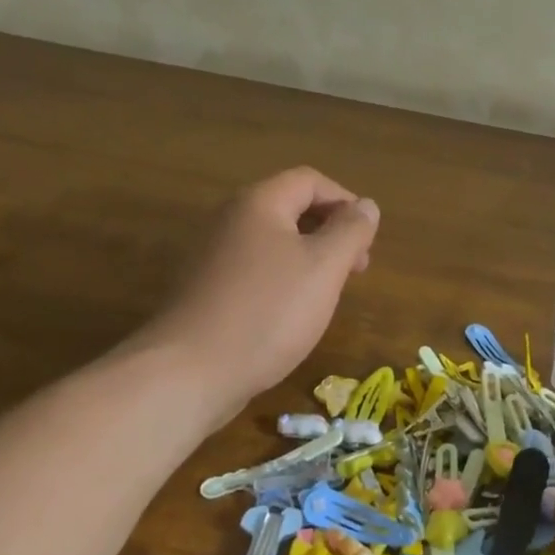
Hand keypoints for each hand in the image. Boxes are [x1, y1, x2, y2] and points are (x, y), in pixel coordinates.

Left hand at [125, 168, 378, 432]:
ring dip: (309, 258)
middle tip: (356, 268)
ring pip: (273, 242)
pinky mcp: (204, 291)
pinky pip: (254, 270)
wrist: (187, 374)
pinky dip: (282, 280)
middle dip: (330, 231)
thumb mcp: (324, 267)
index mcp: (259, 203)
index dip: (345, 201)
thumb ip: (350, 231)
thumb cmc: (267, 312)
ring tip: (329, 293)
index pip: (310, 181)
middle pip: (290, 208)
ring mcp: (212, 256)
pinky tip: (292, 314)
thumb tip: (367, 205)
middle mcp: (230, 220)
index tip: (366, 238)